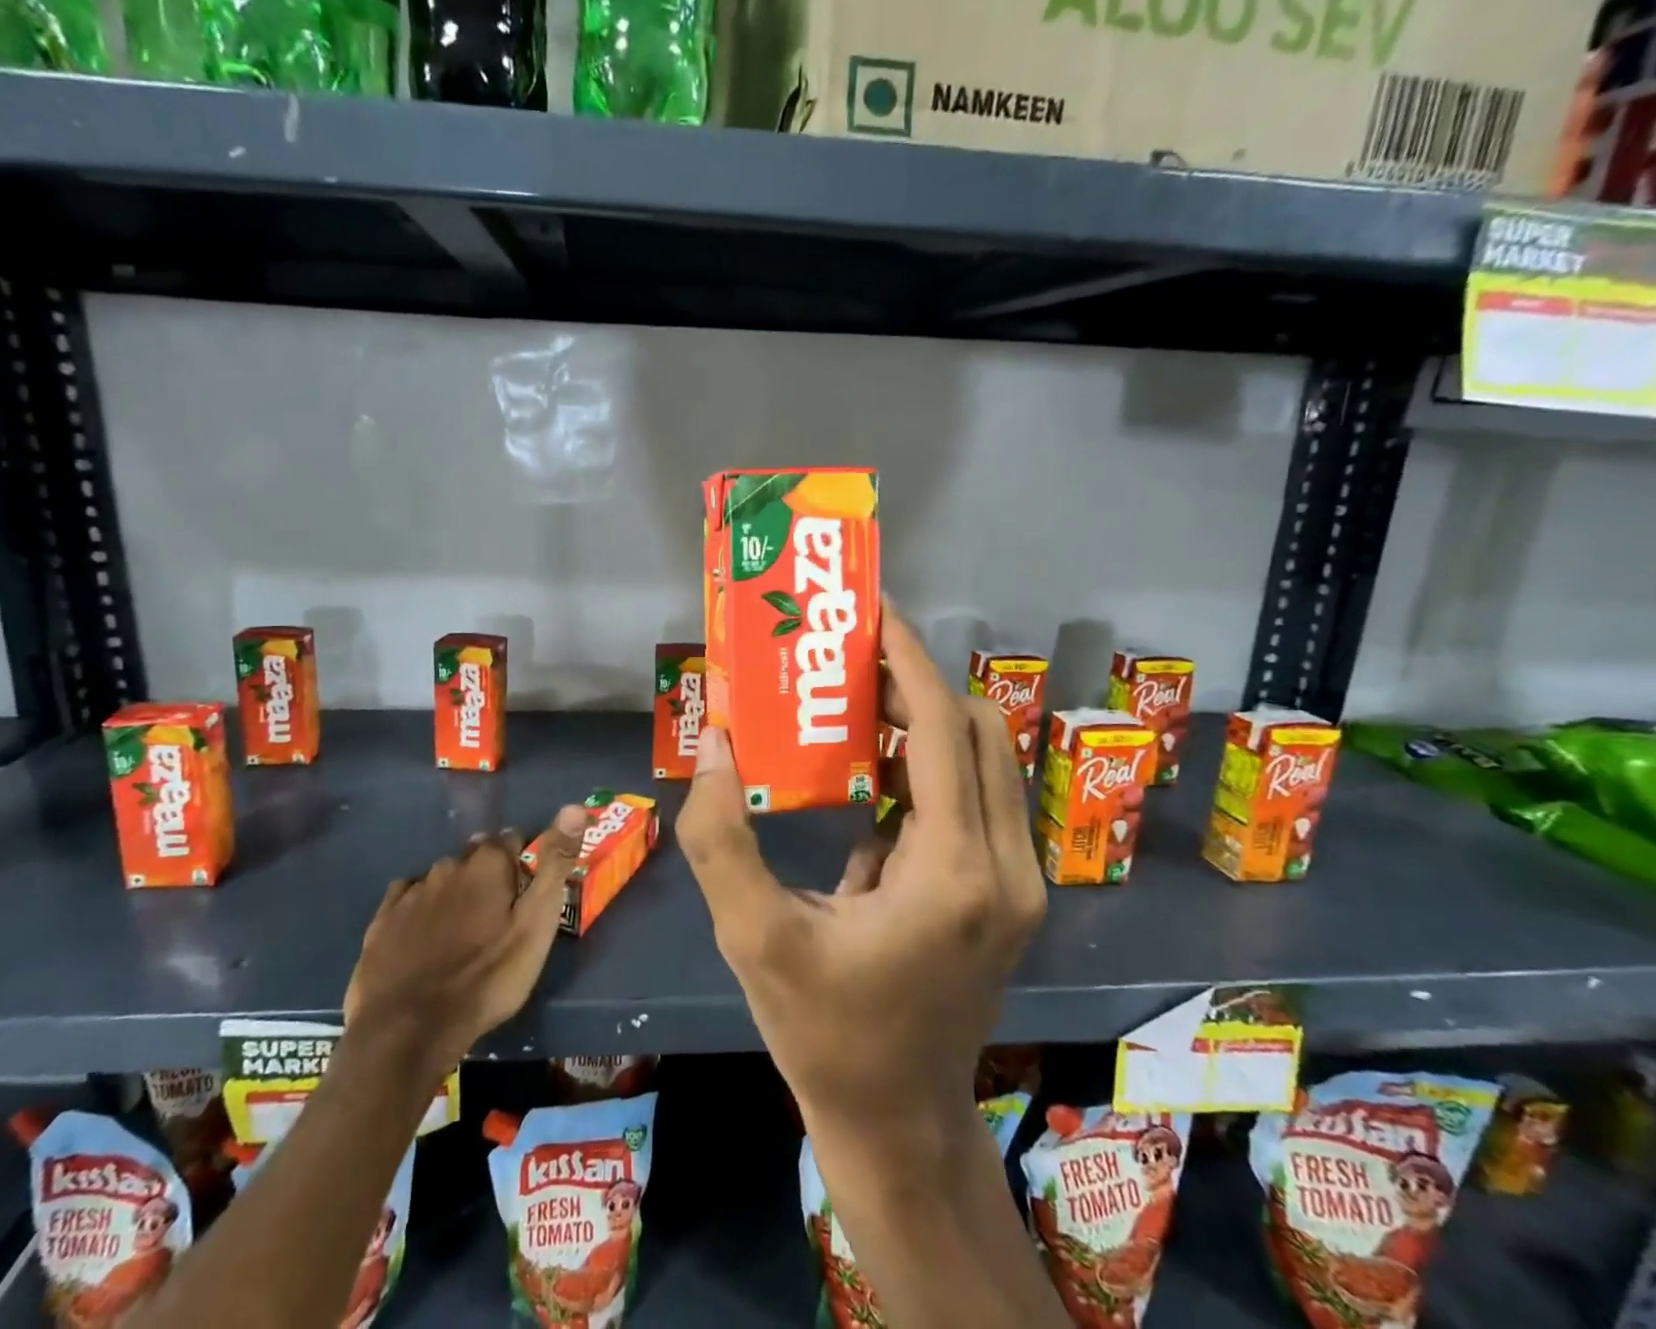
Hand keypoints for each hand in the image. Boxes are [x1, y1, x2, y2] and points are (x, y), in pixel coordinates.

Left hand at [342, 804, 587, 1070]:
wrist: (407, 1030)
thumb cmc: (487, 977)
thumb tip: (575, 806)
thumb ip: (555, 864)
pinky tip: (425, 936)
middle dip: (489, 876)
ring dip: (456, 893)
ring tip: (464, 932)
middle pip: (476, 857)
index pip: (513, 839)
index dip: (524, 862)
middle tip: (499, 916)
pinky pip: (408, 899)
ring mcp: (411, 892)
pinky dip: (421, 909)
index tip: (529, 892)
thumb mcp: (537, 924)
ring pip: (443, 879)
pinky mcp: (382, 920)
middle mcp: (448, 865)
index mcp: (488, 863)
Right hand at [675, 602, 1044, 1139]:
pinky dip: (931, 764)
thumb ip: (720, 836)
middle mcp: (1006, 865)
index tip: (872, 609)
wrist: (896, 1122)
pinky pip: (977, 798)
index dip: (909, 658)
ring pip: (986, 761)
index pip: (944, 728)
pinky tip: (872, 772)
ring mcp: (1016, 881)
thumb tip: (715, 742)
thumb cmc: (823, 1032)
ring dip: (926, 719)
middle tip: (849, 657)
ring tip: (856, 699)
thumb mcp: (752, 935)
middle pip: (978, 730)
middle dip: (916, 680)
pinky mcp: (1005, 893)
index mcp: (954, 871)